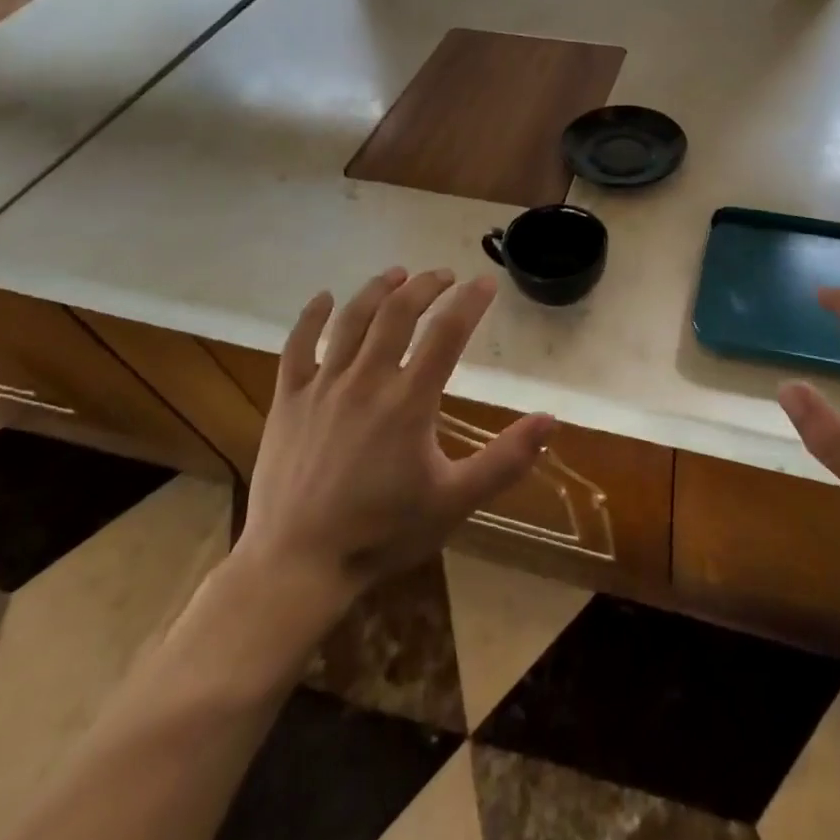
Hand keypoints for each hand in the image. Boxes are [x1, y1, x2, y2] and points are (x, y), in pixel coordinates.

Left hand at [236, 267, 556, 599]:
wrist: (297, 565)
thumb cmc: (382, 533)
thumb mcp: (455, 501)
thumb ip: (504, 459)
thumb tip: (550, 420)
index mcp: (409, 401)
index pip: (447, 333)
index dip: (469, 302)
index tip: (485, 282)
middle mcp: (366, 380)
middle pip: (398, 312)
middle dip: (425, 285)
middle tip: (443, 275)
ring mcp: (323, 386)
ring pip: (352, 319)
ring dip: (378, 290)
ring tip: (397, 275)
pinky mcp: (289, 399)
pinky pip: (297, 346)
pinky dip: (311, 316)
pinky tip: (324, 298)